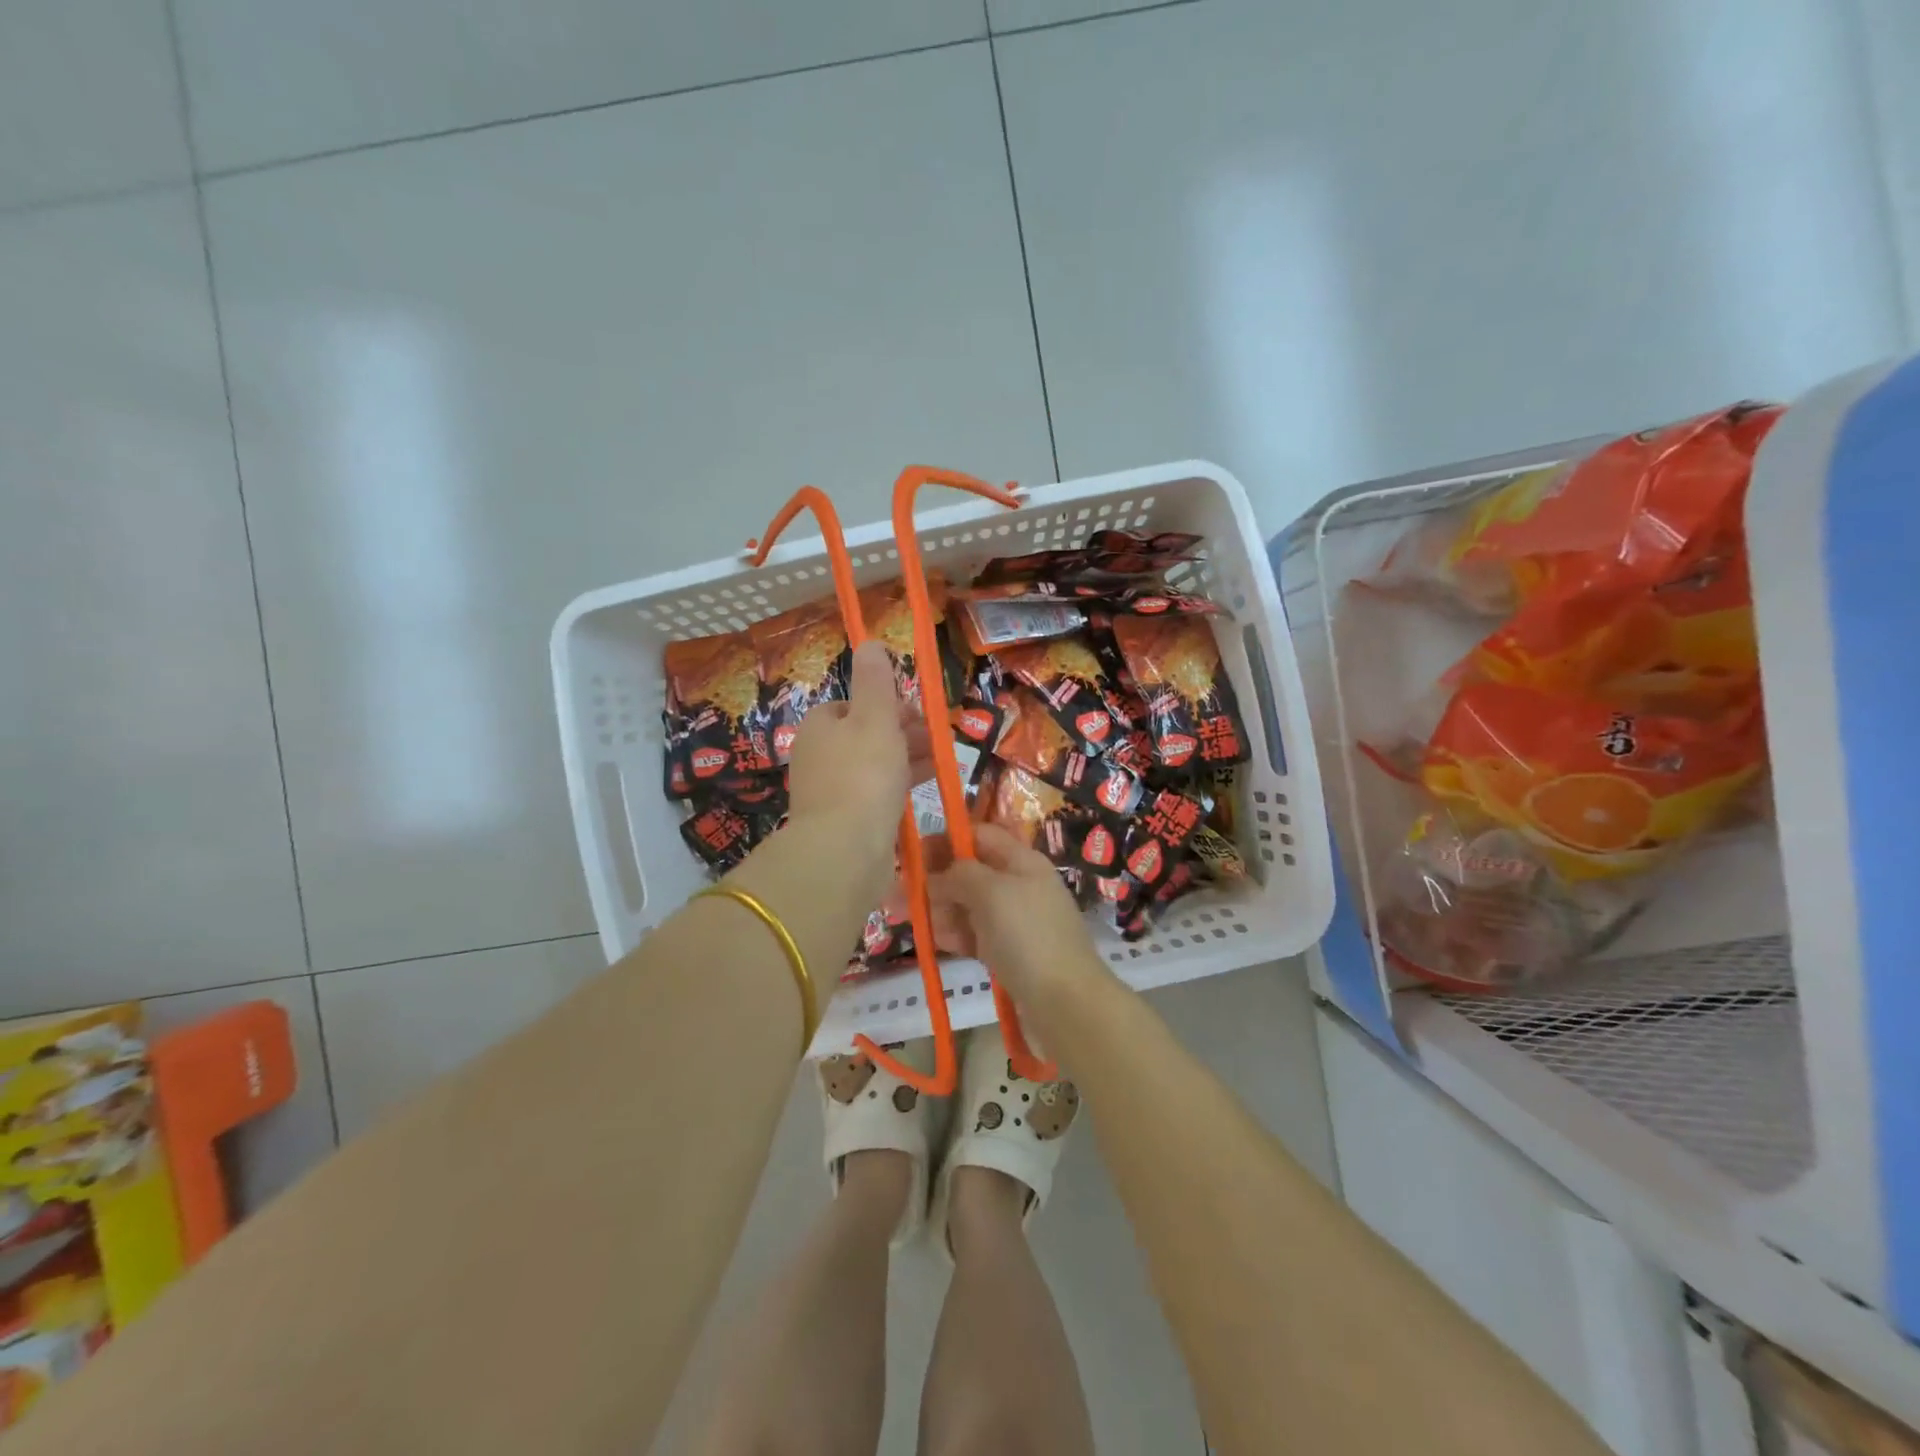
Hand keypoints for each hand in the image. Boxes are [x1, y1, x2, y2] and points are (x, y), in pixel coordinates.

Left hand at [784, 641, 924, 900]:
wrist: (844, 850)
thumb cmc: (862, 774)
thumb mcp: (875, 717)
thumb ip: (876, 681)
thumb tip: (870, 642)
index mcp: (820, 726)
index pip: (851, 704)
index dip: (885, 703)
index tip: (916, 711)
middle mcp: (819, 756)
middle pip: (865, 735)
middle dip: (902, 732)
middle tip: (937, 737)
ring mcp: (830, 792)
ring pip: (874, 765)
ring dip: (907, 758)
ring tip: (943, 759)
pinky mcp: (846, 822)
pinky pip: (877, 794)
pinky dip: (901, 786)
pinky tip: (927, 788)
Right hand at [927, 823, 1116, 1030]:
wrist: (1065, 1002)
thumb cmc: (1028, 935)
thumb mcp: (991, 892)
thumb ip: (959, 874)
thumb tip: (937, 875)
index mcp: (1021, 860)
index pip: (979, 835)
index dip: (945, 840)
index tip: (911, 855)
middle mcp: (1018, 884)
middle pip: (969, 872)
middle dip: (934, 880)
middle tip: (897, 896)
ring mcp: (1014, 920)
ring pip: (968, 905)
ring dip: (938, 909)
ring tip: (909, 920)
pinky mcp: (1009, 951)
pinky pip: (975, 934)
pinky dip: (954, 934)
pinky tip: (934, 941)